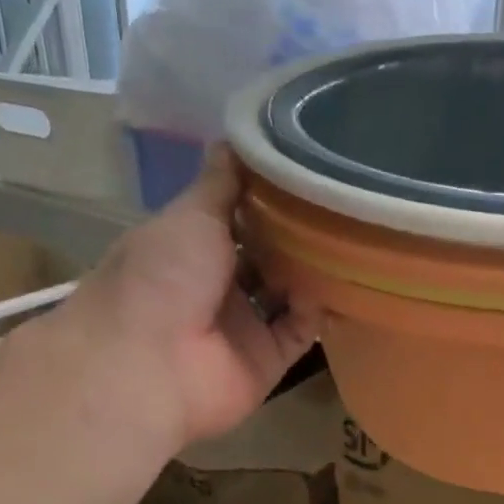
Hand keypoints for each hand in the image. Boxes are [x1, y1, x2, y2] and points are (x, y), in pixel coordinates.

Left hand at [66, 147, 317, 447]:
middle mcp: (219, 285)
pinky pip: (302, 331)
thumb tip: (234, 137)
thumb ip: (220, 184)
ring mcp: (244, 324)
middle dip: (299, 234)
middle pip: (268, 255)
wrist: (147, 366)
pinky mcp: (268, 358)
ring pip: (289, 293)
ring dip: (314, 271)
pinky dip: (319, 310)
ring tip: (355, 237)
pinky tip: (344, 281)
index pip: (238, 218)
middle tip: (342, 202)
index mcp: (192, 248)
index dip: (269, 198)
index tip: (307, 171)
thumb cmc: (162, 278)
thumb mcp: (189, 216)